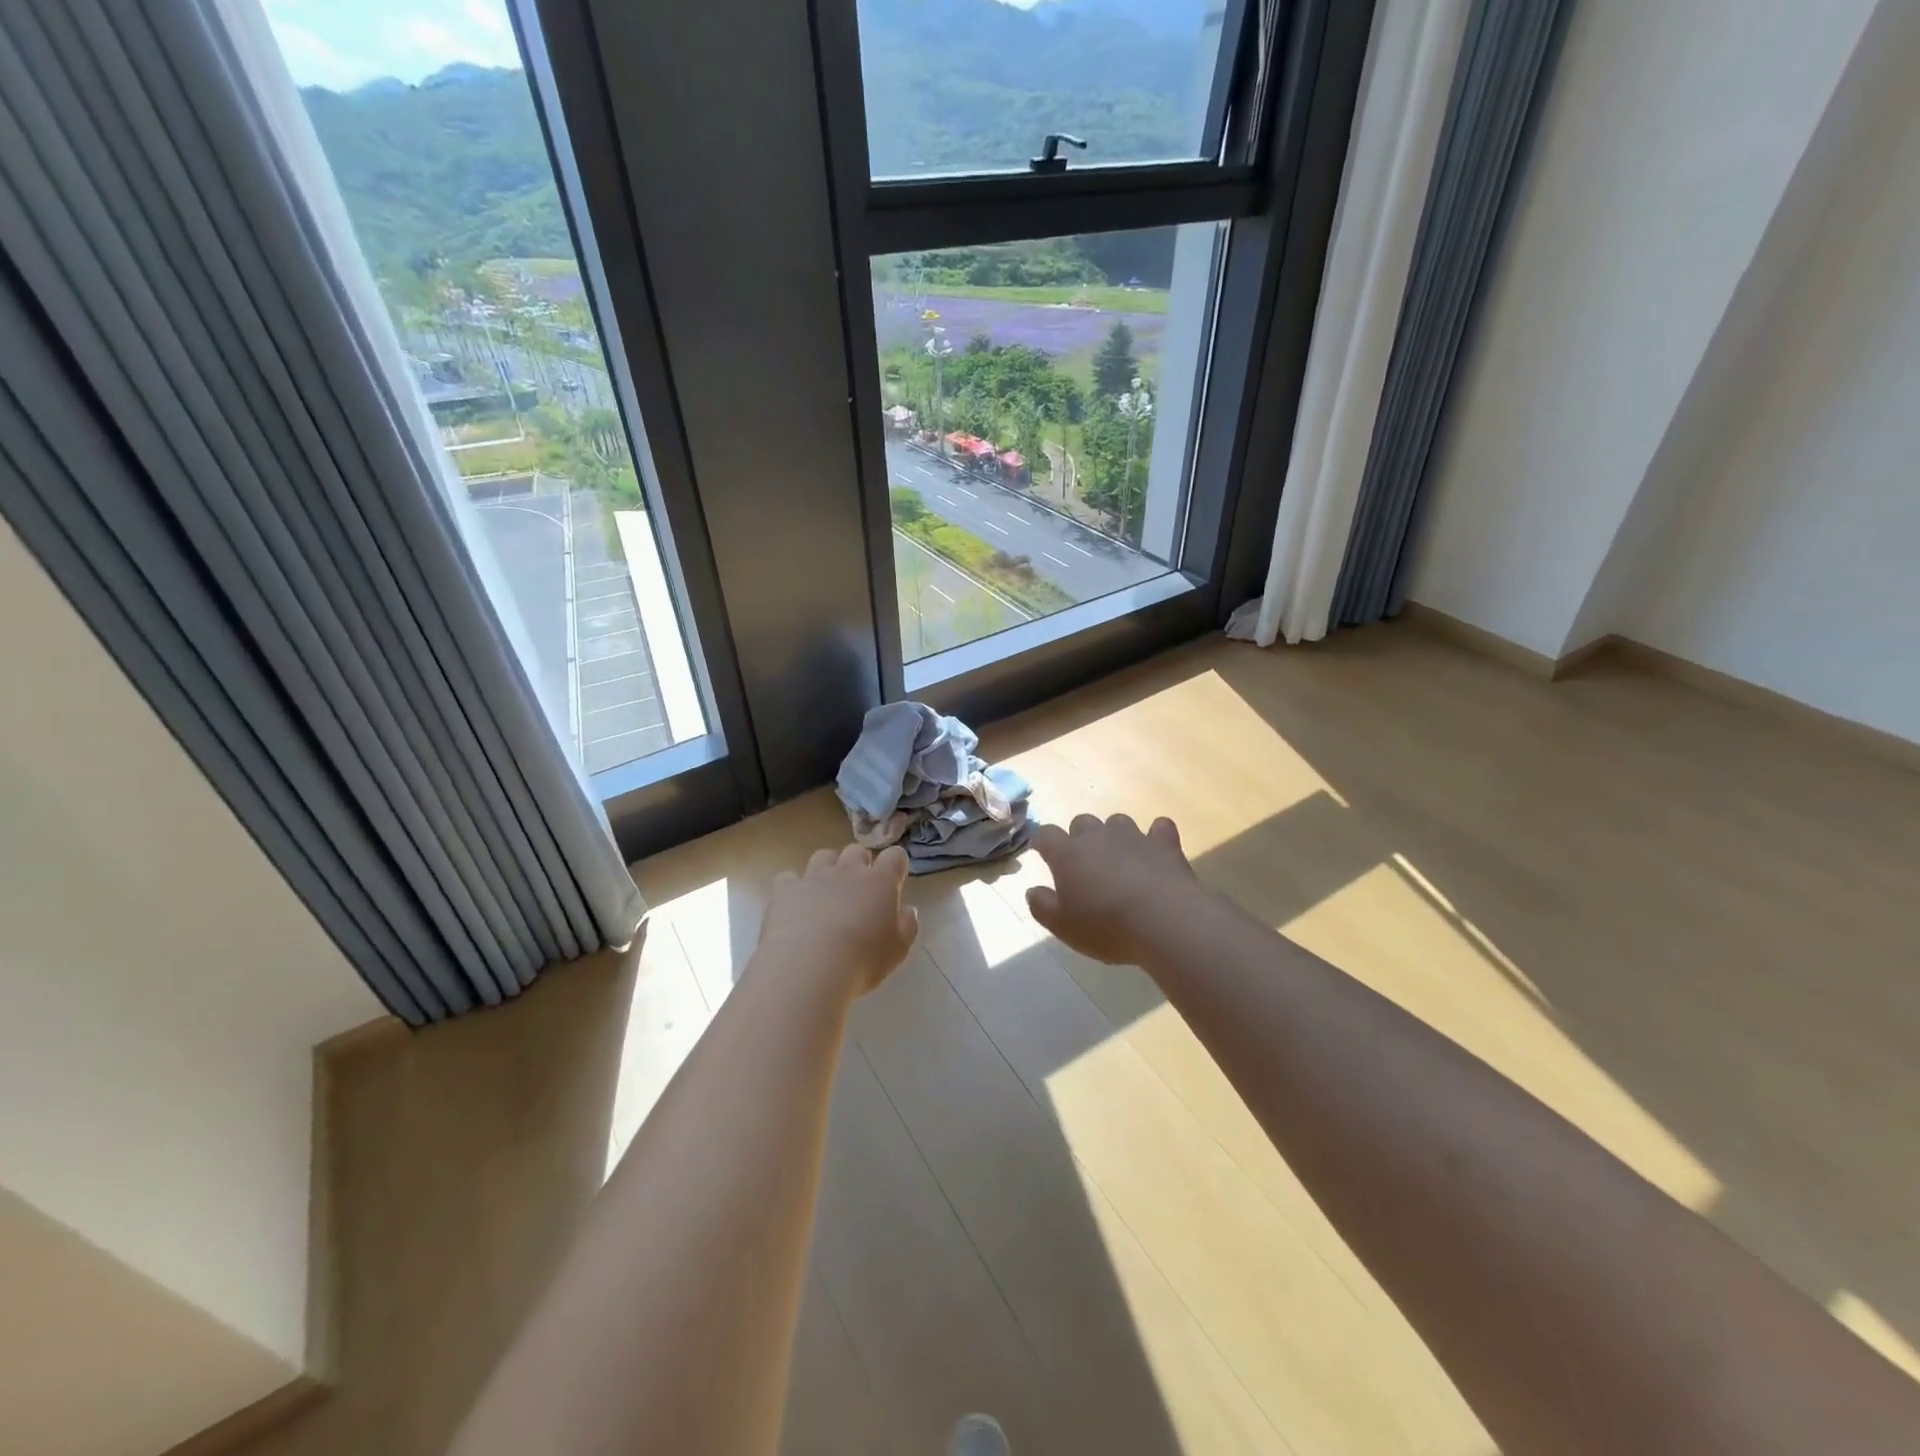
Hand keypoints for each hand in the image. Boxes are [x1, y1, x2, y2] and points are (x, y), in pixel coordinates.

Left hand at [754, 844, 918, 1000]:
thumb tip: (907, 911)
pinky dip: (793, 887)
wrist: (809, 965)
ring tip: (826, 892)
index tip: (895, 878)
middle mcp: (848, 871)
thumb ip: (906, 926)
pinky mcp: (785, 889)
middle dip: (860, 863)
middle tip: (859, 888)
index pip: (895, 856)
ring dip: (828, 868)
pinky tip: (793, 904)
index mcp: (880, 882)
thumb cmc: (863, 959)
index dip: (896, 863)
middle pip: (857, 850)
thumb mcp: (897, 950)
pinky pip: (789, 878)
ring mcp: (814, 877)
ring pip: (823, 856)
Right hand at [1026, 814, 1212, 965]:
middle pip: (1081, 822)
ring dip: (1114, 835)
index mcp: (1068, 854)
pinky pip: (1159, 827)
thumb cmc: (1107, 927)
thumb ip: (1042, 906)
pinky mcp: (1164, 843)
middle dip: (1079, 838)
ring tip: (1119, 859)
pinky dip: (1156, 836)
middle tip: (1084, 864)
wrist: (1165, 922)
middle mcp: (1098, 836)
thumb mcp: (1063, 927)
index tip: (1043, 853)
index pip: (1046, 835)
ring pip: (1117, 821)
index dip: (1042, 842)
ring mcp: (1133, 836)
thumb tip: (1033, 891)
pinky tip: (1156, 850)